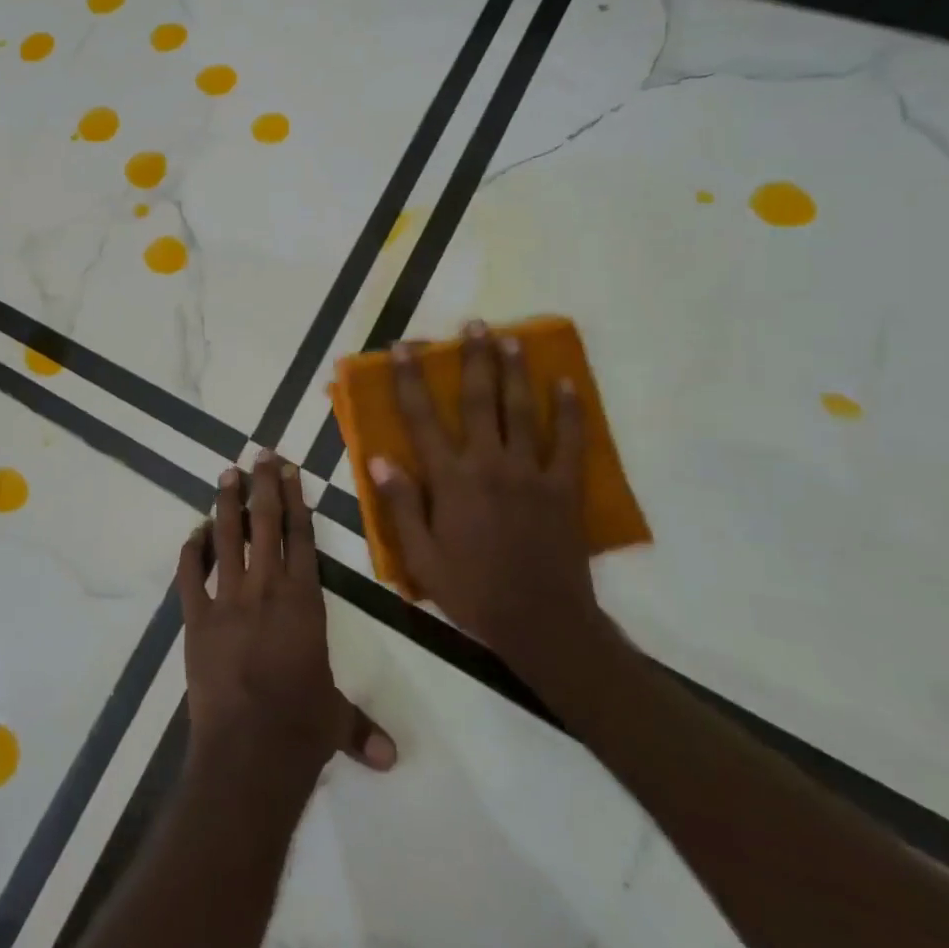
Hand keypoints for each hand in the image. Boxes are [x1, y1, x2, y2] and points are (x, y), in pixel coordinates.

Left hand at [178, 453, 396, 787]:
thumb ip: (360, 728)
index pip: (301, 537)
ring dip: (226, 505)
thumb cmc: (301, 728)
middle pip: (265, 524)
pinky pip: (190, 576)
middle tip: (259, 454)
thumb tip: (392, 758)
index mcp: (304, 600)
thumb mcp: (335, 720)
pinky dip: (190, 552)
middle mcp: (266, 588)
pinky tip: (192, 533)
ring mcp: (227, 600)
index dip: (296, 500)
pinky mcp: (196, 619)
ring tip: (226, 474)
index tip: (289, 470)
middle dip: (263, 486)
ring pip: (226, 538)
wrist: (250, 749)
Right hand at [367, 323, 612, 675]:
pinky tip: (567, 385)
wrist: (542, 623)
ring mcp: (530, 473)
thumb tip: (379, 459)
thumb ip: (401, 505)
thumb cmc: (472, 591)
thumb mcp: (422, 557)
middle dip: (472, 359)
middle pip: (478, 401)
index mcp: (450, 480)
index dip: (410, 379)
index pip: (422, 419)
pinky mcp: (563, 488)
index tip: (403, 348)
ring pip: (521, 411)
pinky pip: (570, 443)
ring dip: (514, 371)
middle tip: (472, 324)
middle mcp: (488, 465)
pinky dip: (570, 412)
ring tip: (510, 338)